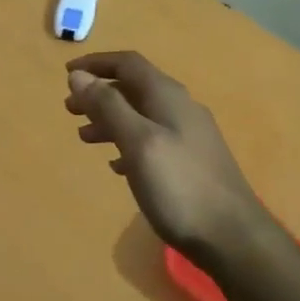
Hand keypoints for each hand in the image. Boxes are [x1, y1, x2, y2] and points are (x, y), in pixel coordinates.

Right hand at [65, 52, 266, 258]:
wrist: (233, 237)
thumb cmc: (180, 186)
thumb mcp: (138, 142)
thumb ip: (108, 107)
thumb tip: (78, 75)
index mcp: (167, 96)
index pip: (128, 63)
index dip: (96, 64)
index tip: (66, 73)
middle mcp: (180, 108)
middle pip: (133, 88)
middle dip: (99, 93)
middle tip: (69, 110)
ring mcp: (189, 135)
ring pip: (141, 115)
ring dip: (110, 119)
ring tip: (84, 137)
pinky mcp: (191, 162)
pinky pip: (152, 139)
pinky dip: (128, 142)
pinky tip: (117, 164)